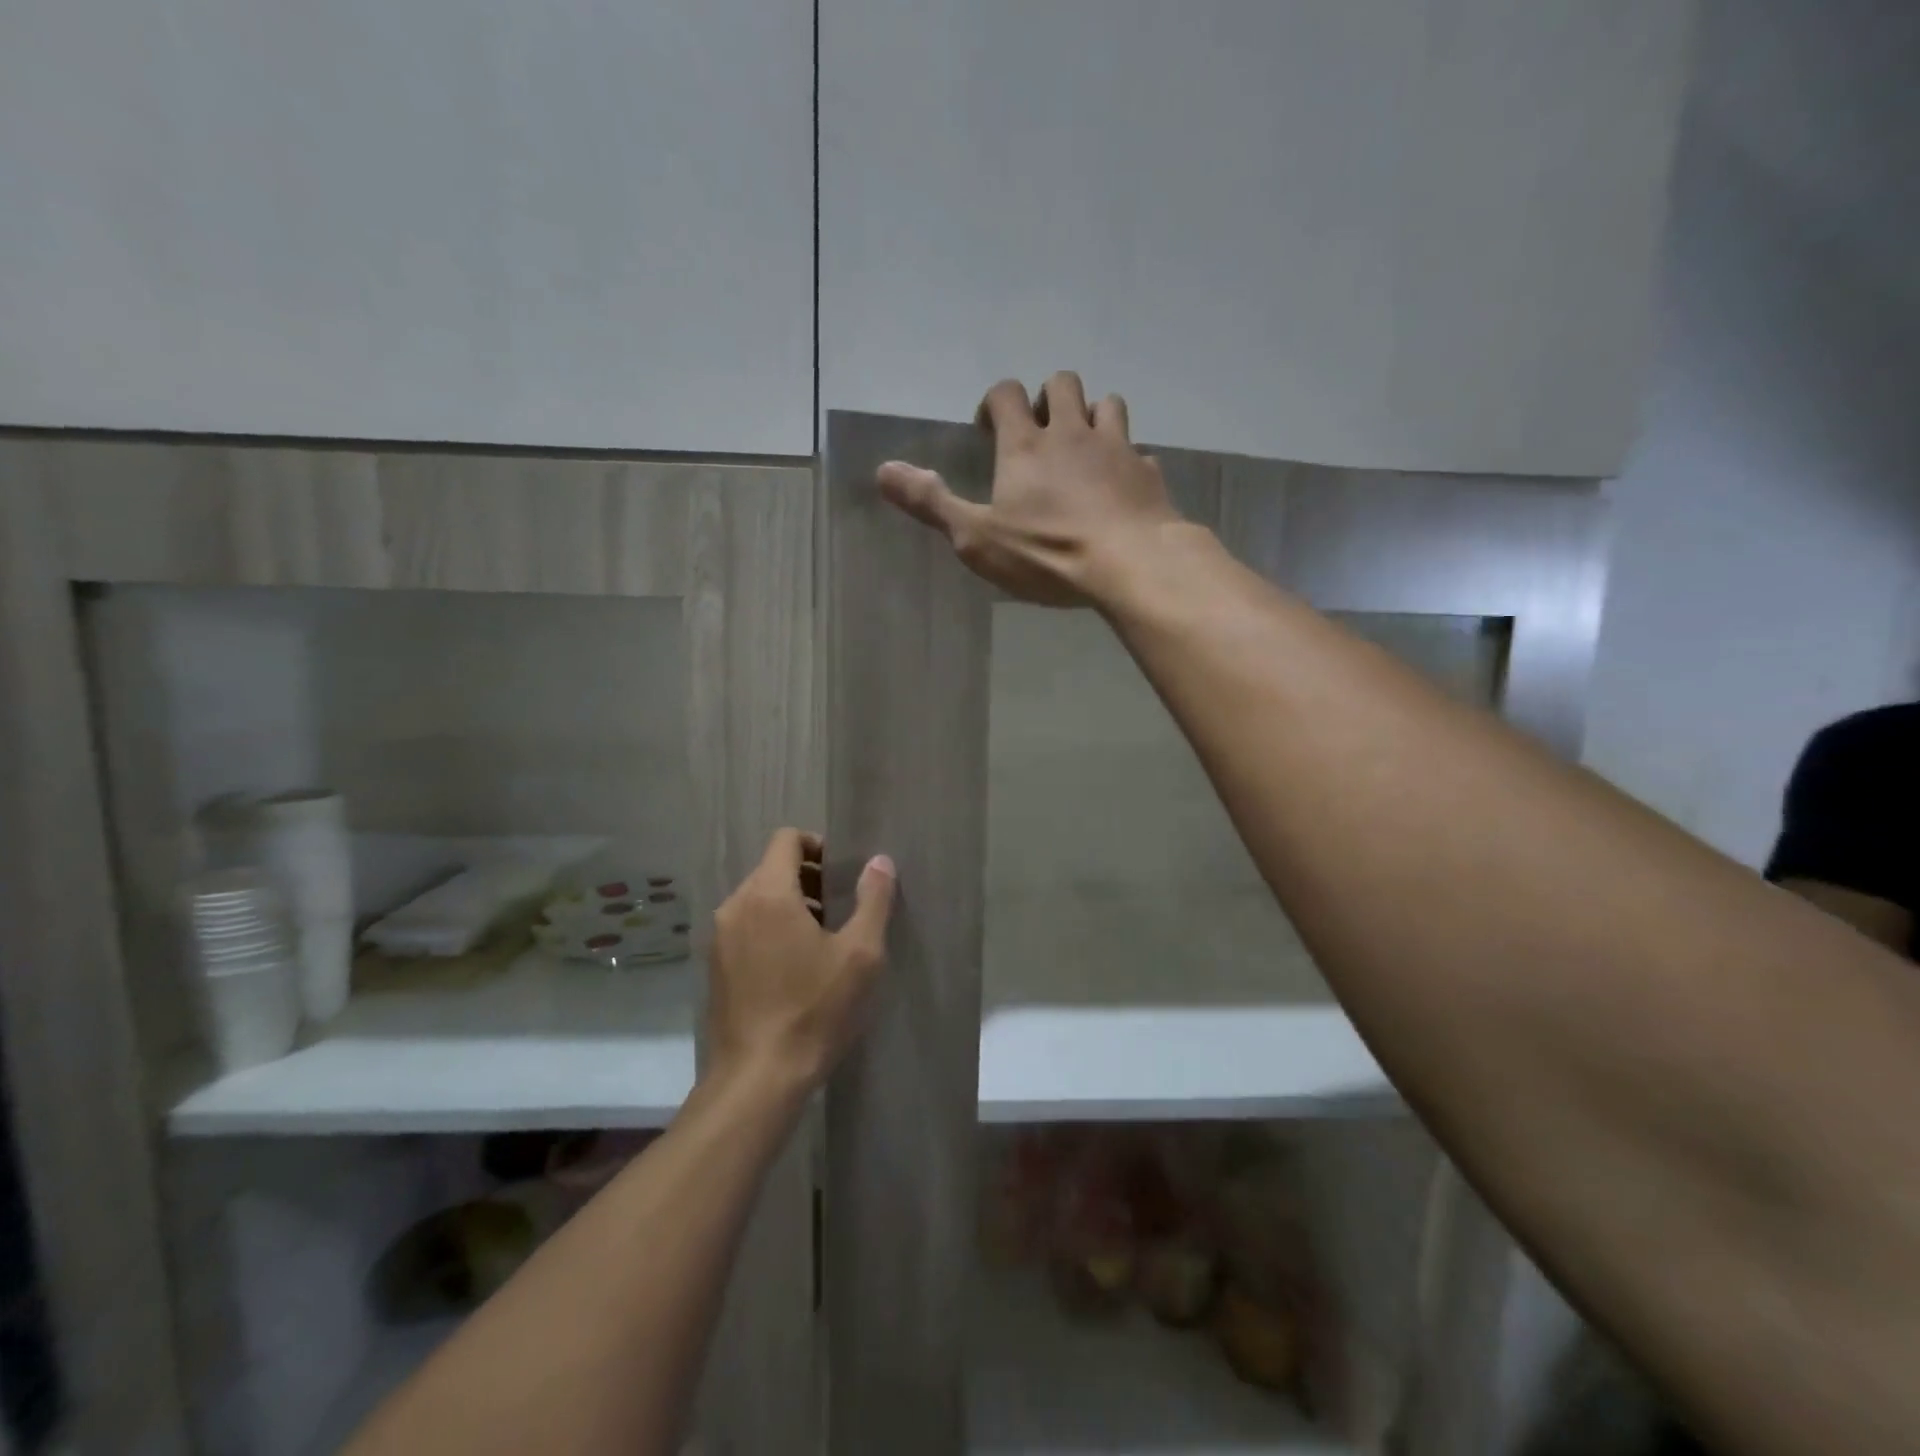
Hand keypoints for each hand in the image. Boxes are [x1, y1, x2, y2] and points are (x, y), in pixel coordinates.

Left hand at [707, 830, 895, 1094]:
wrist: (758, 1079)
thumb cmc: (815, 1010)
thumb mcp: (860, 954)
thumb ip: (873, 899)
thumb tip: (880, 861)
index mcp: (768, 894)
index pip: (786, 839)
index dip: (817, 845)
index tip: (842, 873)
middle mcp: (736, 906)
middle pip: (772, 868)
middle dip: (808, 878)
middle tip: (840, 909)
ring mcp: (719, 938)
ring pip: (757, 898)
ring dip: (790, 904)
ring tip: (822, 940)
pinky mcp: (714, 966)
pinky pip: (745, 926)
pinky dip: (770, 928)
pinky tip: (795, 967)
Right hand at [876, 370, 1182, 606]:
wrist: (1131, 563)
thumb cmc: (1047, 554)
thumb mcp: (976, 537)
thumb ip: (931, 502)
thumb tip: (883, 470)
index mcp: (1026, 445)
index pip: (1006, 394)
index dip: (994, 403)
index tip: (988, 429)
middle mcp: (1073, 433)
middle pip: (1062, 382)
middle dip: (1047, 398)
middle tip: (1039, 433)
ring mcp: (1117, 448)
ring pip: (1107, 404)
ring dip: (1092, 416)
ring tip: (1082, 448)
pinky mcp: (1149, 472)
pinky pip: (1139, 451)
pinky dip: (1127, 460)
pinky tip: (1121, 485)